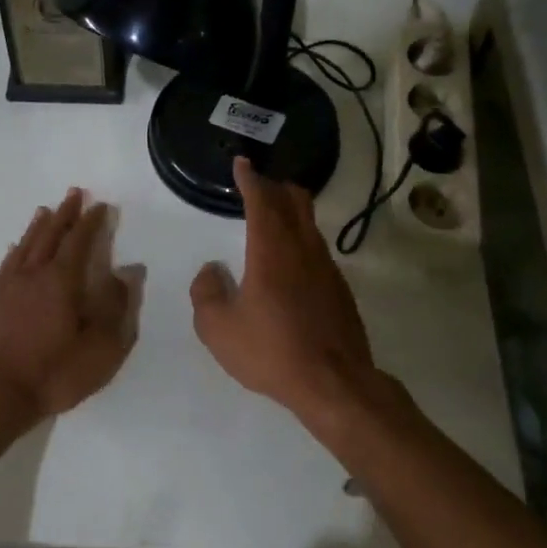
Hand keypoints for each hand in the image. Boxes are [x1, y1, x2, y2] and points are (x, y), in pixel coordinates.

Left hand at [0, 188, 133, 425]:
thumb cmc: (53, 373)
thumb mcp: (100, 348)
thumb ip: (115, 308)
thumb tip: (127, 273)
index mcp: (62, 281)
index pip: (79, 241)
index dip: (91, 222)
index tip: (101, 206)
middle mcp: (33, 274)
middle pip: (50, 235)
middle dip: (65, 214)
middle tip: (74, 194)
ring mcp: (9, 286)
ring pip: (26, 245)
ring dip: (39, 226)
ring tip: (47, 210)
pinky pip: (8, 263)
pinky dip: (17, 249)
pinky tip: (17, 247)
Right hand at [190, 158, 376, 416]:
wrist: (334, 383)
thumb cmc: (270, 352)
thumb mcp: (218, 329)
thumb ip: (206, 294)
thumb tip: (212, 271)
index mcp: (271, 251)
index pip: (262, 200)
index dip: (250, 179)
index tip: (242, 164)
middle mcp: (303, 249)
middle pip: (295, 201)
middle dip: (275, 186)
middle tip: (258, 185)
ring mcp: (327, 268)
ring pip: (309, 224)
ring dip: (291, 213)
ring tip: (273, 219)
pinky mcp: (340, 289)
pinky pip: (317, 250)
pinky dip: (301, 241)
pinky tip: (290, 263)